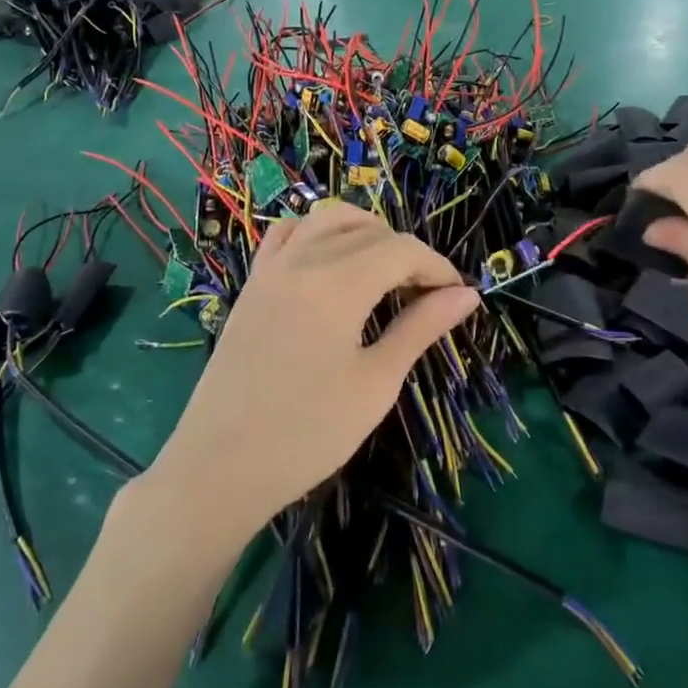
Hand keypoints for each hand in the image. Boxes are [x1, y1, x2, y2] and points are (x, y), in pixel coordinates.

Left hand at [148, 203, 476, 543]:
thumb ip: (420, 328)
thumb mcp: (376, 383)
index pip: (402, 250)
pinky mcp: (252, 284)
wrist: (220, 467)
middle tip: (427, 297)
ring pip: (327, 220)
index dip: (437, 267)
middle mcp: (303, 260)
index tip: (457, 298)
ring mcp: (271, 268)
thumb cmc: (308, 433)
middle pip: (369, 231)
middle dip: (407, 255)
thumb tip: (468, 296)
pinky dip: (318, 233)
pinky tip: (330, 262)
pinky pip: (287, 234)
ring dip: (365, 233)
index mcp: (337, 283)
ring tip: (384, 271)